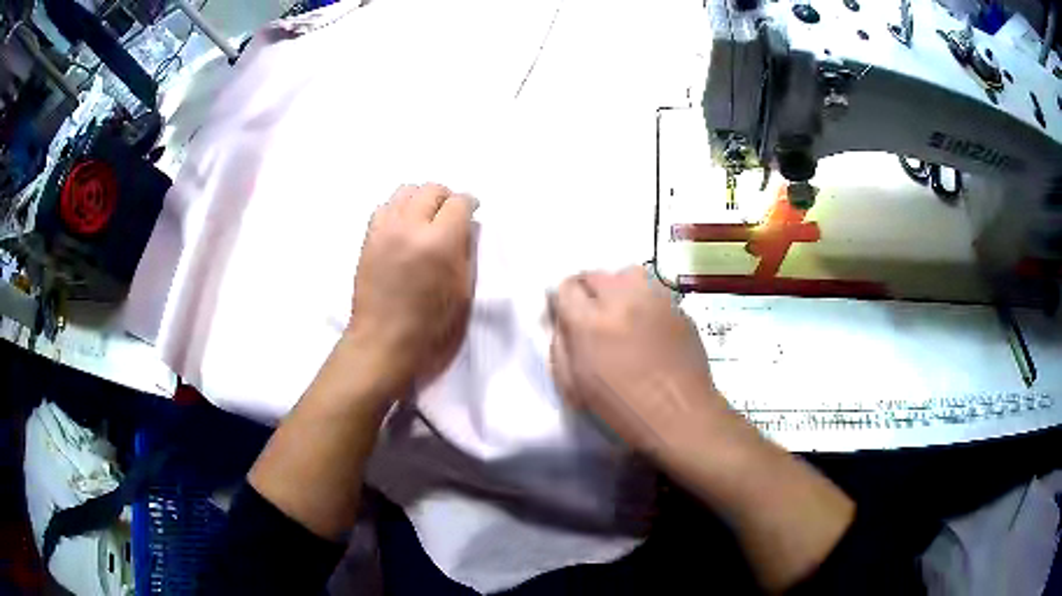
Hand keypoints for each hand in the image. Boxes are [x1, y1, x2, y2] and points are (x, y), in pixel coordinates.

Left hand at [347, 183, 477, 394]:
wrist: (384, 342)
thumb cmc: (431, 327)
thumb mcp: (463, 291)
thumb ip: (466, 251)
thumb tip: (466, 227)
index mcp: (440, 242)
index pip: (459, 202)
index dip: (470, 204)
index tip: (473, 211)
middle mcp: (410, 226)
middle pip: (431, 189)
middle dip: (446, 198)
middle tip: (451, 214)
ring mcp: (385, 230)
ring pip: (405, 191)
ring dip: (421, 199)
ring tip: (426, 217)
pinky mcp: (368, 238)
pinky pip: (385, 207)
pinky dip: (398, 208)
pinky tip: (404, 226)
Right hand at [550, 266, 728, 456]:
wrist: (680, 417)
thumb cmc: (622, 411)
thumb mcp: (574, 387)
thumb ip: (561, 347)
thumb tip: (562, 321)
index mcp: (590, 323)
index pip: (566, 287)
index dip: (563, 300)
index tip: (566, 314)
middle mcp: (622, 301)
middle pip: (595, 274)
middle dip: (588, 290)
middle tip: (592, 314)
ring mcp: (655, 300)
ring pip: (628, 273)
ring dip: (618, 287)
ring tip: (621, 309)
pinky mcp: (678, 308)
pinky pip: (654, 290)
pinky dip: (644, 299)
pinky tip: (648, 324)